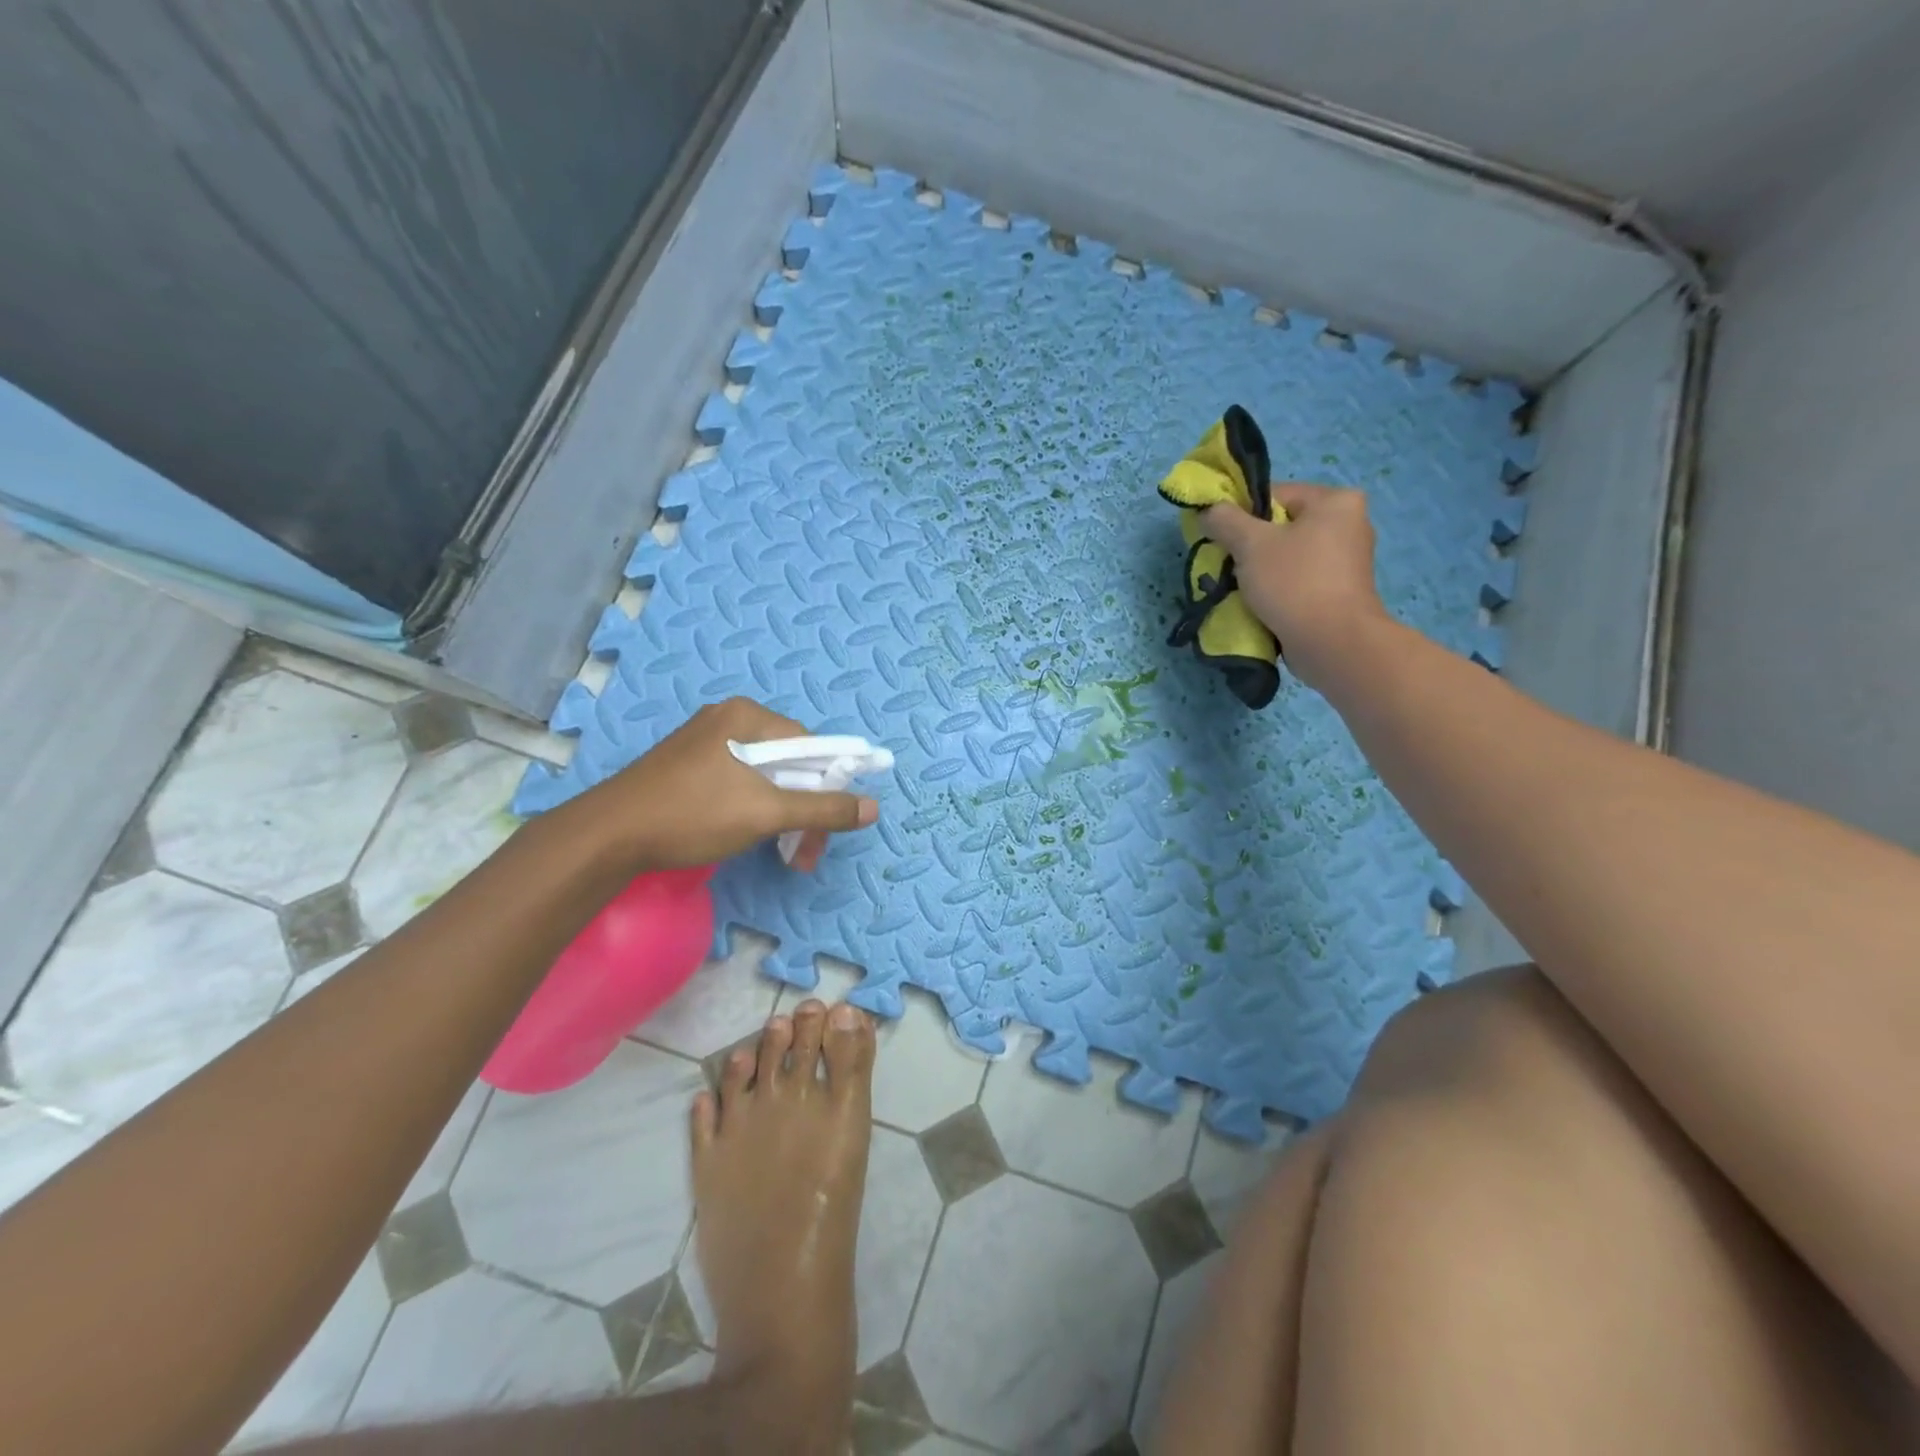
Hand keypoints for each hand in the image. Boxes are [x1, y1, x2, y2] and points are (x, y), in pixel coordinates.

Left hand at [583, 698, 878, 873]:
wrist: (608, 836)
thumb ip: (822, 808)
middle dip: (803, 809)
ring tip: (780, 853)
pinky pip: (737, 782)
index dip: (827, 786)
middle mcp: (727, 720)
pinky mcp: (687, 766)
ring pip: (763, 777)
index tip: (826, 827)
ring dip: (780, 815)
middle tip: (803, 853)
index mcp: (746, 716)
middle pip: (788, 762)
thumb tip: (873, 807)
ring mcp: (704, 743)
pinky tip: (747, 836)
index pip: (809, 745)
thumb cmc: (692, 814)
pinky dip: (753, 810)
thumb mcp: (766, 812)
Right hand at [1201, 484, 1387, 689]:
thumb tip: (1208, 510)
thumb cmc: (1294, 583)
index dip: (1240, 514)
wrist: (1333, 643)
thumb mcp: (1250, 544)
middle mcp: (1349, 523)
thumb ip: (1225, 520)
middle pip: (1281, 525)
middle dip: (1250, 546)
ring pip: (1288, 554)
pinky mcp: (1341, 590)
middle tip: (1228, 566)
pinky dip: (1278, 587)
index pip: (1274, 494)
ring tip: (1242, 588)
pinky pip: (1299, 578)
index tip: (1220, 539)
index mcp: (1334, 501)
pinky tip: (1261, 604)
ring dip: (1261, 570)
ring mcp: (1347, 559)